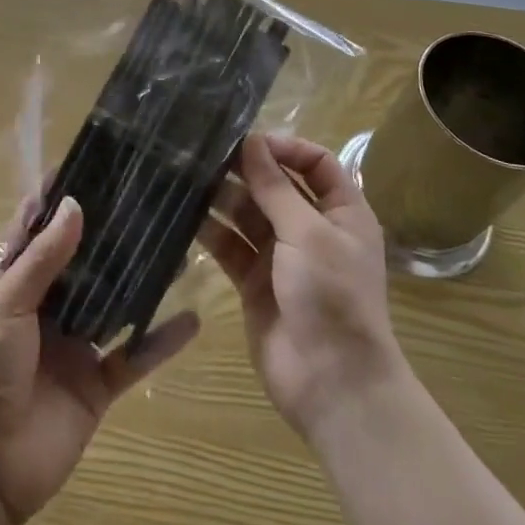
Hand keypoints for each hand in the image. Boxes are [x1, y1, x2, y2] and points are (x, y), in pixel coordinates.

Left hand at [0, 196, 200, 524]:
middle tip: (150, 197)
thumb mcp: (5, 304)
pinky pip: (134, 356)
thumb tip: (75, 203)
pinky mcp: (96, 383)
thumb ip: (43, 258)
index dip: (59, 196)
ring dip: (141, 279)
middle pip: (83, 260)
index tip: (93, 162)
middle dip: (110, 232)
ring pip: (114, 301)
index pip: (38, 227)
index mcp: (14, 281)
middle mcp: (47, 305)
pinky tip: (193, 318)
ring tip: (179, 245)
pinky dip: (161, 340)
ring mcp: (74, 344)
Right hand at [201, 133, 402, 441]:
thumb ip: (275, 187)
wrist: (332, 384)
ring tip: (187, 177)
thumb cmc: (332, 296)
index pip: (316, 163)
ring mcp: (281, 256)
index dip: (286, 146)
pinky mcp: (254, 282)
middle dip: (245, 169)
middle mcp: (312, 229)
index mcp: (342, 212)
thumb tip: (251, 141)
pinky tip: (183, 215)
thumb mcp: (307, 233)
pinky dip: (210, 231)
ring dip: (223, 197)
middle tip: (204, 153)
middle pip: (276, 186)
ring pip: (248, 214)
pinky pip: (230, 246)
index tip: (249, 141)